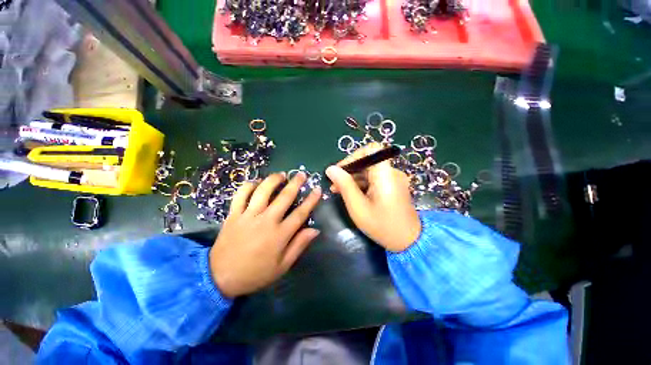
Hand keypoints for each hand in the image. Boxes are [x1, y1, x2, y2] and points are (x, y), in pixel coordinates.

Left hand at [210, 172, 321, 297]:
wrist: (220, 277)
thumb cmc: (255, 273)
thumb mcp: (282, 266)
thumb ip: (299, 245)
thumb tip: (315, 230)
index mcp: (280, 234)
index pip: (300, 213)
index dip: (311, 200)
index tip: (317, 189)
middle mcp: (266, 221)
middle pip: (284, 197)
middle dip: (295, 183)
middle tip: (301, 174)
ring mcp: (248, 216)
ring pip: (263, 191)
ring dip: (274, 180)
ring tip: (281, 174)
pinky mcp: (233, 215)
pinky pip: (241, 195)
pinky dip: (249, 186)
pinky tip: (256, 182)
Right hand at [326, 143, 420, 251]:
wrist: (408, 242)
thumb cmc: (382, 226)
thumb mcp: (358, 207)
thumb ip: (345, 186)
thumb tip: (331, 169)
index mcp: (386, 175)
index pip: (371, 150)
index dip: (354, 156)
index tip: (341, 170)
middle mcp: (391, 172)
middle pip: (368, 160)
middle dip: (349, 170)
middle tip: (334, 184)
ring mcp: (393, 179)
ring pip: (369, 170)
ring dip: (353, 177)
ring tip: (338, 190)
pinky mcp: (391, 185)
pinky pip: (373, 178)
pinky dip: (361, 183)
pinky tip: (350, 193)